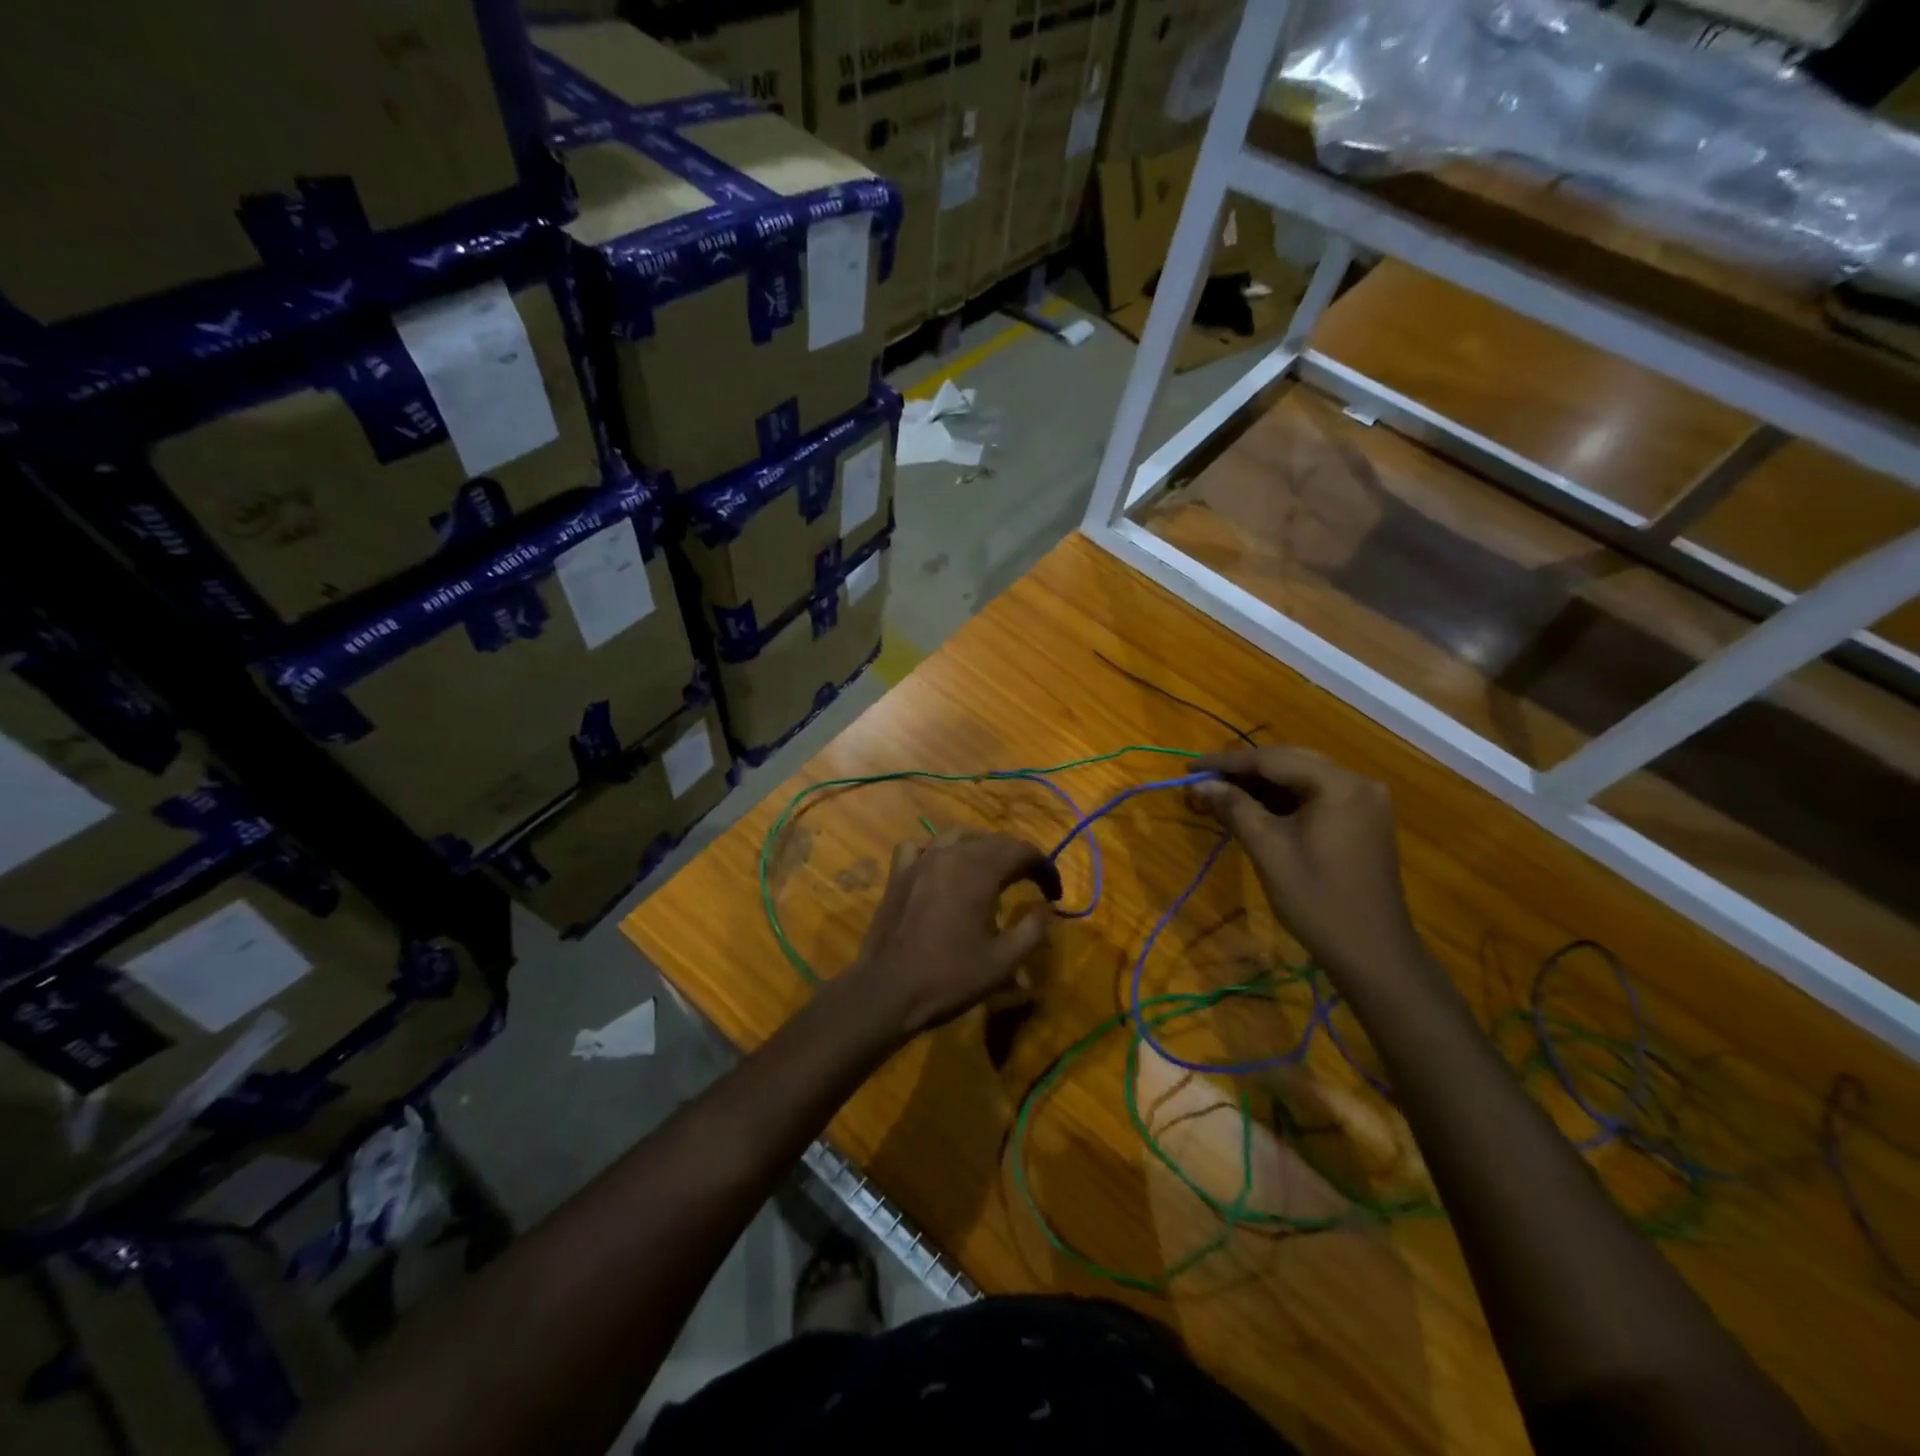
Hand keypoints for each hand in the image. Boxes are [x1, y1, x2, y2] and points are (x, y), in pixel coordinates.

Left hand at [842, 830, 1061, 1038]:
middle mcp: (951, 855)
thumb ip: (1032, 930)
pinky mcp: (898, 874)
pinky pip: (921, 846)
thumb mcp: (1003, 963)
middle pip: (993, 841)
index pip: (1022, 852)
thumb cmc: (949, 978)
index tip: (1054, 893)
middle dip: (1017, 858)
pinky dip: (937, 850)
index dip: (1044, 867)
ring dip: (981, 848)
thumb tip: (1047, 910)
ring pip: (958, 837)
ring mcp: (921, 861)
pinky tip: (942, 868)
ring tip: (992, 871)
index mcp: (979, 872)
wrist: (887, 992)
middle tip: (1031, 882)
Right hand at [1190, 746, 1428, 987]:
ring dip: (1262, 786)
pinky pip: (1316, 797)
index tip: (1189, 768)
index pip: (1272, 759)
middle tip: (1202, 781)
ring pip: (1302, 779)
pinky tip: (1255, 809)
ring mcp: (1365, 802)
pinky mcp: (1364, 821)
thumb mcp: (1268, 850)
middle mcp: (1357, 782)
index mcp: (1338, 784)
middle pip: (1289, 762)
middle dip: (1243, 771)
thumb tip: (1199, 783)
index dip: (1226, 762)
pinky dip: (1283, 800)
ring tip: (1221, 794)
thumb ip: (1234, 808)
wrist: (1373, 953)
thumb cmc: (1317, 900)